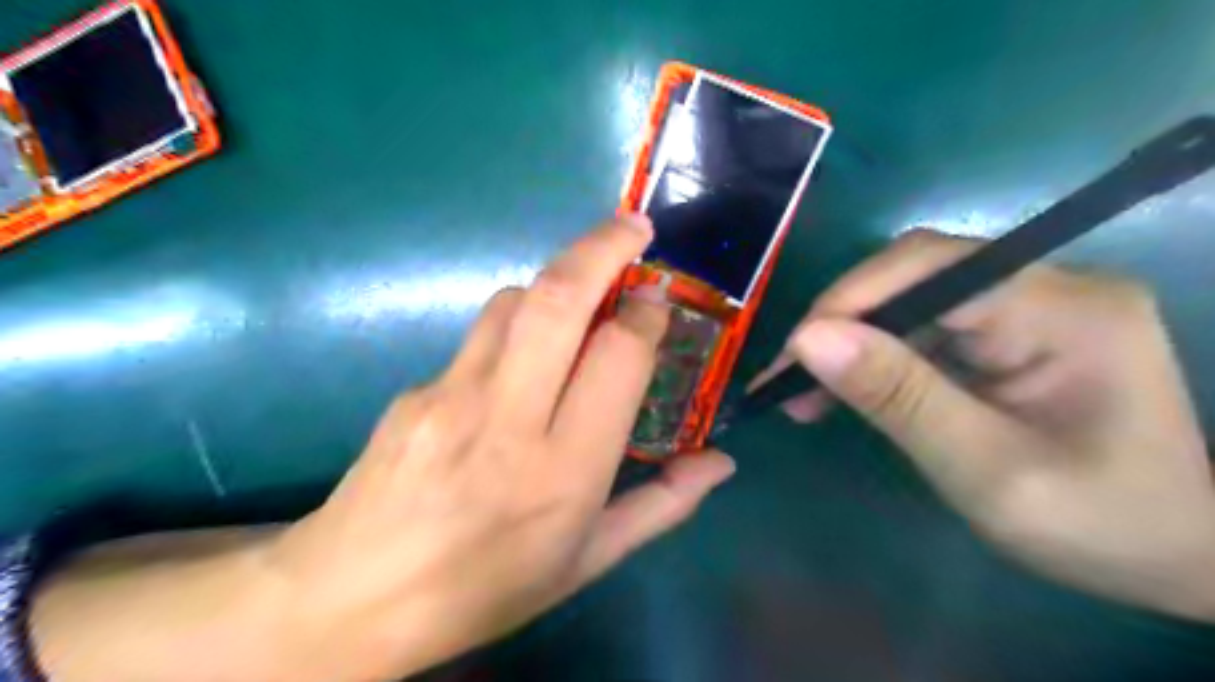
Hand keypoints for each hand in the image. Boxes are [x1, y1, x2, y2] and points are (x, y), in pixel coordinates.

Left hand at [31, 216, 734, 680]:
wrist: (354, 601)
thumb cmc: (487, 588)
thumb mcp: (588, 562)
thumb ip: (661, 506)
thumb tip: (720, 464)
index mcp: (565, 469)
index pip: (617, 355)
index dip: (644, 313)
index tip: (657, 301)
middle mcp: (508, 419)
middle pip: (559, 300)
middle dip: (602, 248)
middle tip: (634, 227)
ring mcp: (451, 396)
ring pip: (513, 303)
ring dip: (556, 283)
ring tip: (581, 295)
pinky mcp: (414, 389)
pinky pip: (478, 338)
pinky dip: (514, 328)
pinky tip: (518, 362)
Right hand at [758, 228, 1213, 622]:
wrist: (1178, 557)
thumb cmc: (1097, 524)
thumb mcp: (987, 469)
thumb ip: (899, 398)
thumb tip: (809, 339)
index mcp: (1064, 309)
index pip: (932, 269)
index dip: (850, 301)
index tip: (793, 356)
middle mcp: (1048, 286)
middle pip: (915, 275)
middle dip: (842, 323)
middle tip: (789, 379)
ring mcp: (1028, 306)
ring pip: (909, 300)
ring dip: (850, 342)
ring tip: (802, 393)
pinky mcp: (1009, 332)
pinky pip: (923, 328)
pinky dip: (874, 357)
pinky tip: (844, 390)